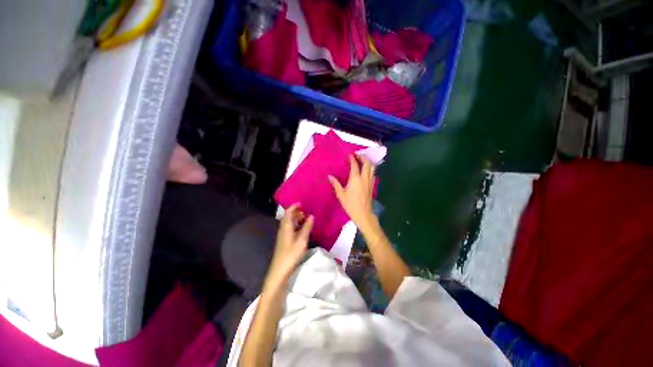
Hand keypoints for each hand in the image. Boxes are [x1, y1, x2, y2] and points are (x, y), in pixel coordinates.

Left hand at [265, 204, 313, 288]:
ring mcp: (283, 235)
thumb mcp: (302, 240)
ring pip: (289, 223)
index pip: (288, 212)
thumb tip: (311, 216)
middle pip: (288, 217)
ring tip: (306, 220)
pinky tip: (302, 230)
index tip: (302, 203)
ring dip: (296, 219)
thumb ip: (307, 227)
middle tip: (306, 213)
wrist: (280, 270)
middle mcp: (283, 229)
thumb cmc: (291, 254)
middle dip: (296, 212)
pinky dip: (296, 225)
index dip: (294, 206)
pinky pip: (290, 228)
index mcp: (286, 227)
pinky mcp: (284, 240)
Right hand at [329, 155, 376, 229]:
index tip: (350, 155)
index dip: (352, 158)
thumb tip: (329, 176)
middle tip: (357, 155)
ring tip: (362, 160)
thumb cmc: (350, 204)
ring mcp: (370, 181)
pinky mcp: (372, 185)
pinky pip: (373, 173)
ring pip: (372, 167)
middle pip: (367, 163)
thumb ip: (335, 184)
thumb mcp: (341, 194)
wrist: (363, 214)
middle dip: (363, 157)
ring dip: (368, 161)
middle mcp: (364, 178)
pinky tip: (366, 170)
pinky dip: (370, 168)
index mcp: (355, 179)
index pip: (355, 165)